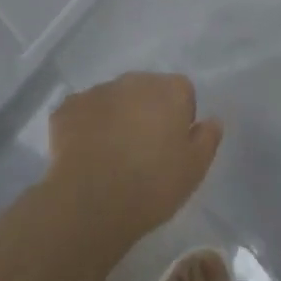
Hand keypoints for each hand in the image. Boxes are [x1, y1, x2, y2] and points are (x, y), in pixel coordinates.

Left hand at [47, 72, 222, 241]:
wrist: (91, 201)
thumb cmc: (152, 185)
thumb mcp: (194, 169)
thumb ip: (207, 138)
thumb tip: (211, 120)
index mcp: (170, 89)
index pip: (183, 93)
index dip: (180, 119)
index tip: (172, 148)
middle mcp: (135, 79)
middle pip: (146, 91)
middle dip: (146, 113)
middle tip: (142, 153)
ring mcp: (99, 90)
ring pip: (113, 100)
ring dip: (115, 118)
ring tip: (111, 158)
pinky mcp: (68, 108)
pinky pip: (82, 113)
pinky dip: (84, 128)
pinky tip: (84, 156)